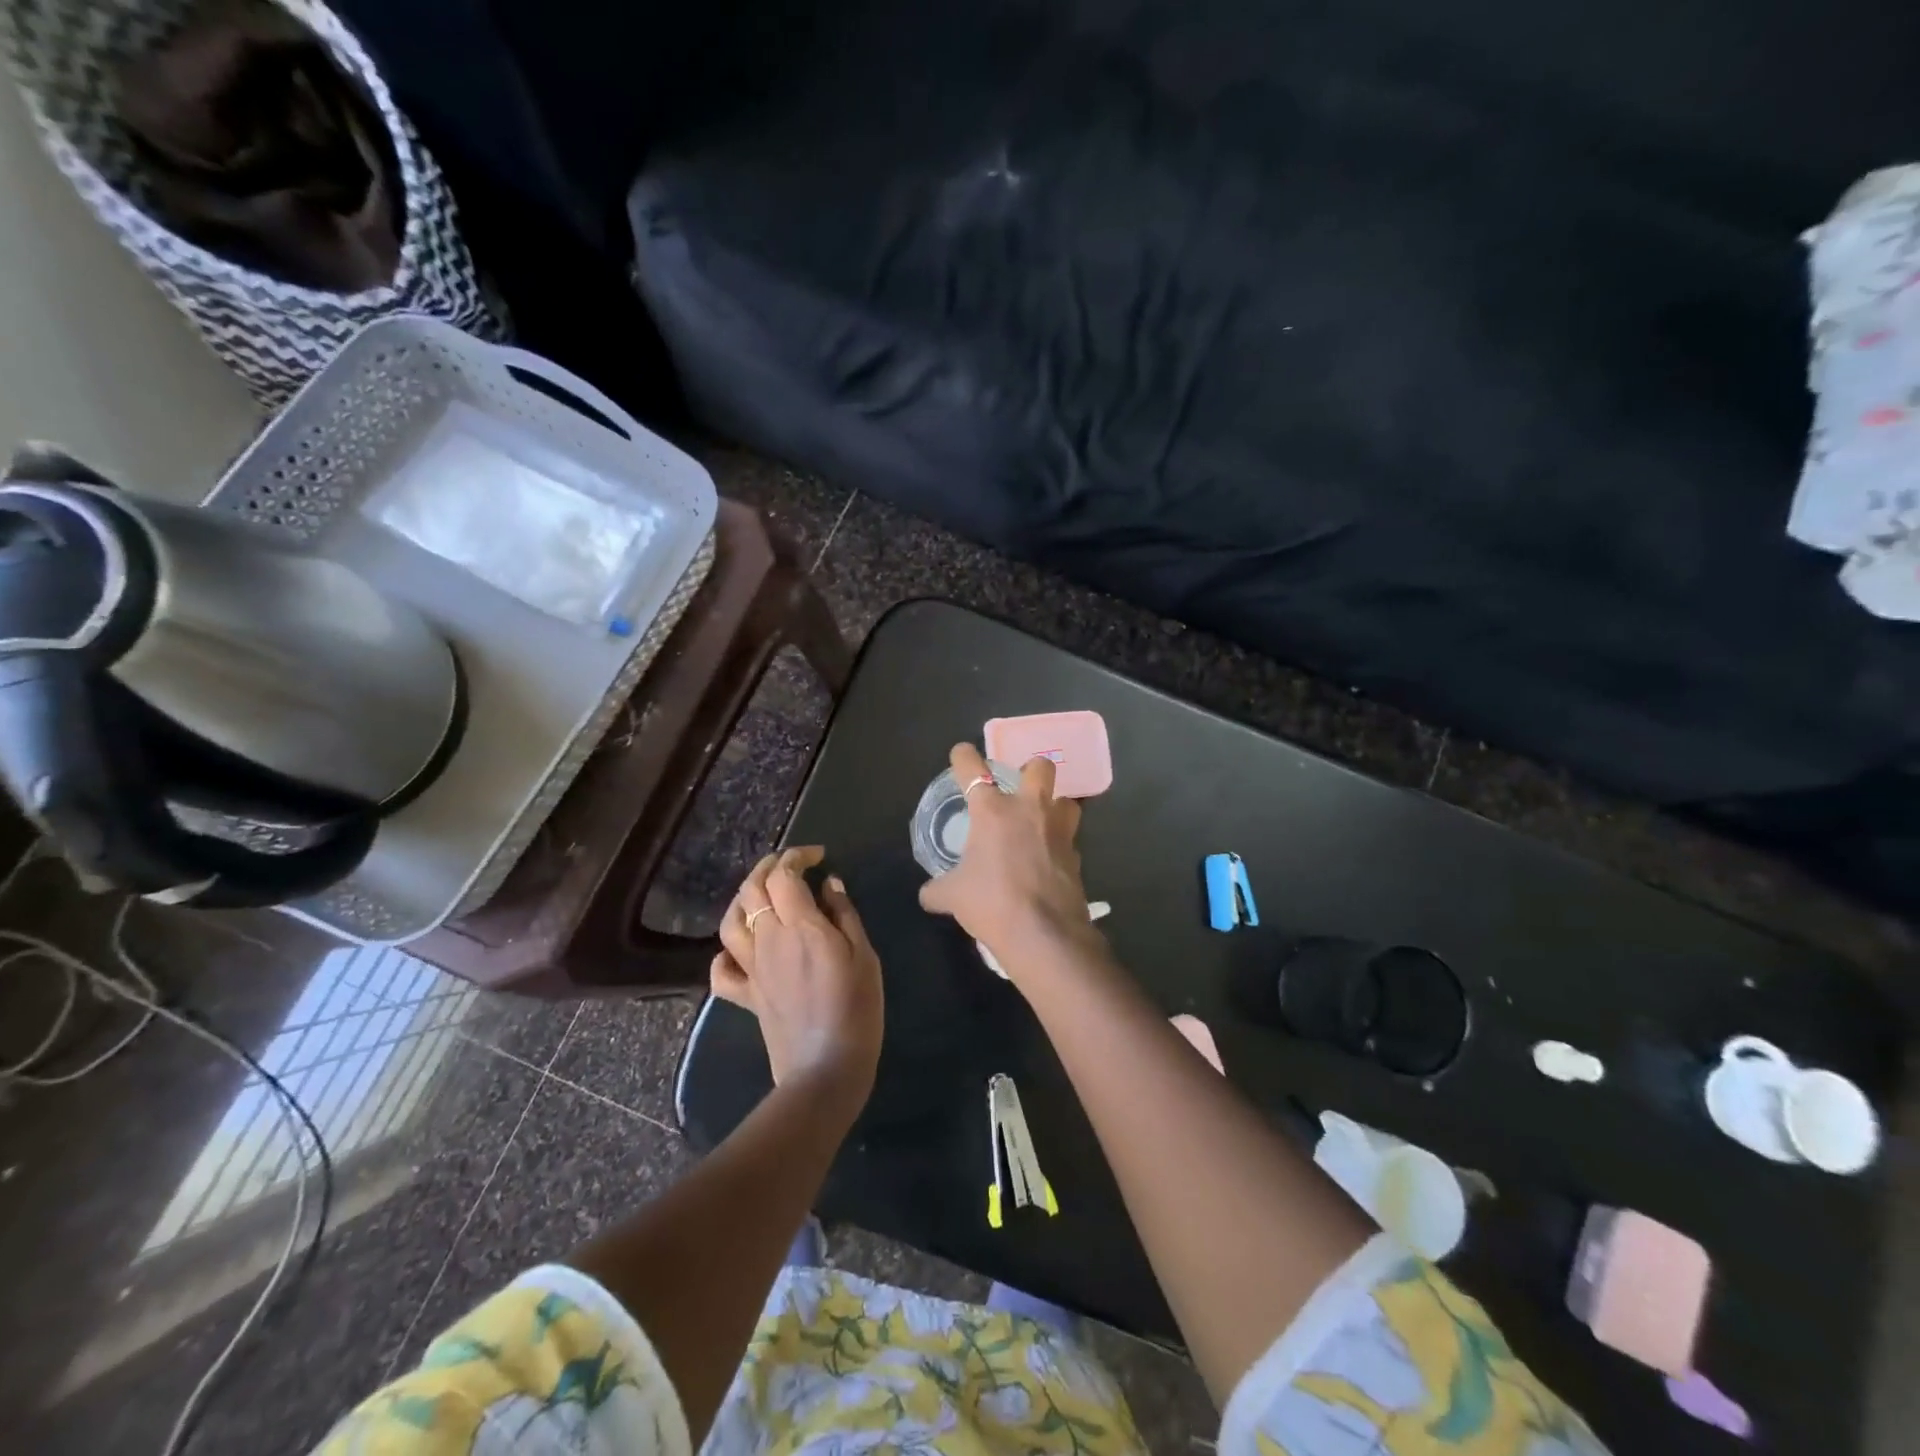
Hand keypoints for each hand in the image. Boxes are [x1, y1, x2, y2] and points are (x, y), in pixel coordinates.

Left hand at [714, 846, 883, 1093]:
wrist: (826, 1068)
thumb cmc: (857, 1008)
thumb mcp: (864, 955)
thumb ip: (844, 915)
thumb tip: (829, 884)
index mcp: (800, 926)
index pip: (784, 875)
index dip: (797, 856)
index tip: (818, 856)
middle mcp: (768, 940)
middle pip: (752, 889)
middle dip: (768, 867)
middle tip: (792, 864)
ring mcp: (752, 969)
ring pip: (731, 921)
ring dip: (744, 898)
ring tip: (765, 894)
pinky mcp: (746, 996)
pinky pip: (722, 971)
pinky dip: (726, 953)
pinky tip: (741, 948)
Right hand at [918, 742, 1093, 971]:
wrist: (1043, 934)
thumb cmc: (991, 903)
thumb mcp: (952, 897)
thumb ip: (937, 889)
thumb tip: (928, 894)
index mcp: (993, 811)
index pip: (972, 769)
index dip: (964, 757)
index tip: (961, 754)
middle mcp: (1029, 810)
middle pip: (1040, 767)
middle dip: (1030, 770)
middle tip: (1019, 788)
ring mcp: (1058, 831)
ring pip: (1066, 800)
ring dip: (1054, 805)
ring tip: (1041, 821)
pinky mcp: (1076, 855)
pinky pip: (1070, 839)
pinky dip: (1060, 844)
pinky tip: (1049, 860)